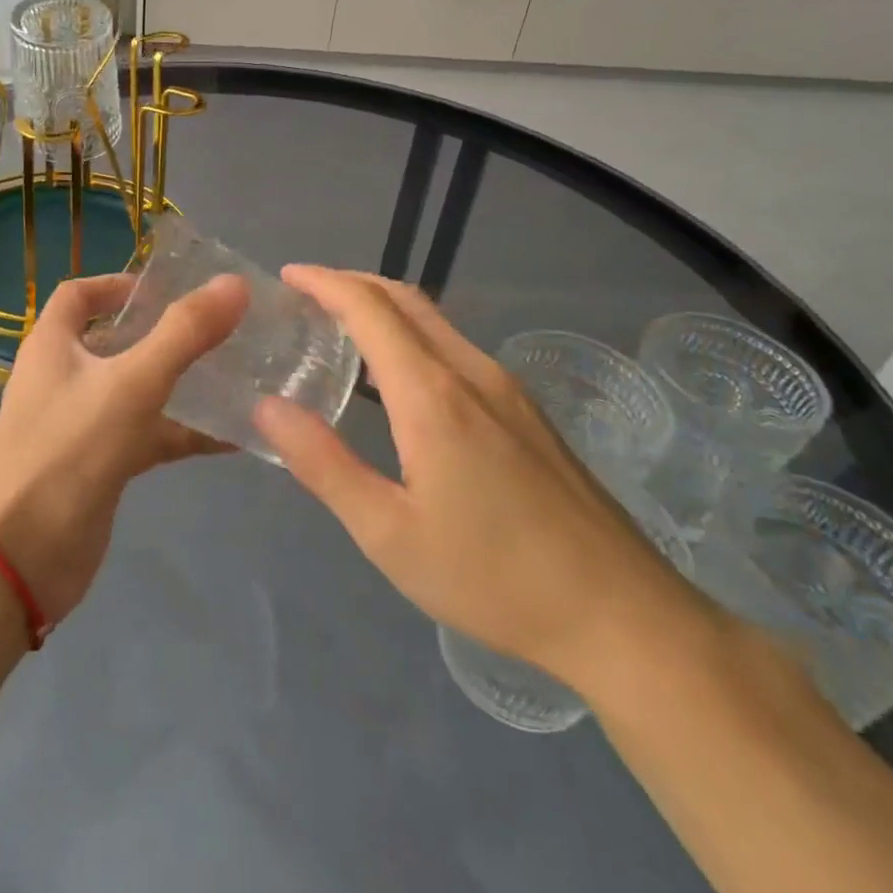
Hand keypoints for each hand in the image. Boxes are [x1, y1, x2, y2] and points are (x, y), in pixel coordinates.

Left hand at [0, 272, 248, 629]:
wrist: (22, 556)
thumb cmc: (69, 450)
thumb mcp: (132, 383)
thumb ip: (184, 333)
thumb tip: (235, 284)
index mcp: (53, 345)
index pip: (78, 295)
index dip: (117, 284)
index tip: (166, 288)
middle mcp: (63, 377)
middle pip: (114, 340)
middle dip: (161, 333)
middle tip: (216, 328)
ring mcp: (80, 423)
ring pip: (135, 390)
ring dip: (178, 383)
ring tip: (234, 374)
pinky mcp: (99, 464)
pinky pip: (146, 435)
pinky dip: (182, 432)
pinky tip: (231, 437)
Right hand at [253, 267, 715, 692]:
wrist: (623, 616)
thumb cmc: (494, 577)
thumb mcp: (389, 534)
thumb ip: (323, 465)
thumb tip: (268, 407)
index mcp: (432, 394)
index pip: (370, 308)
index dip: (325, 282)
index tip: (288, 276)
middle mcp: (471, 372)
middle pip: (405, 298)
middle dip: (352, 283)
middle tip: (306, 294)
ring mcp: (506, 388)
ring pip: (434, 321)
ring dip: (383, 308)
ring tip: (340, 330)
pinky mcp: (526, 411)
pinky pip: (455, 348)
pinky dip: (412, 336)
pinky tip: (398, 380)